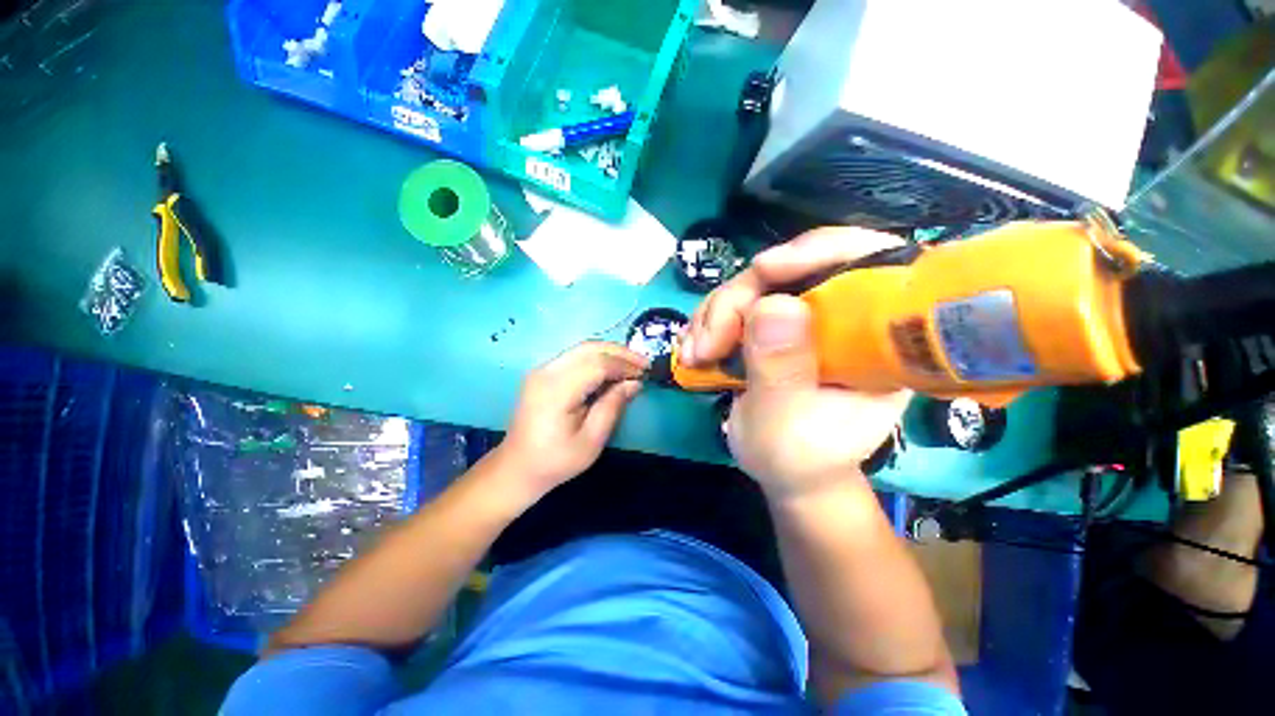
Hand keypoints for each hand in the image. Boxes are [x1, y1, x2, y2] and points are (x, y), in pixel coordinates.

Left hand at [494, 341, 648, 500]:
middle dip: (620, 353)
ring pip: (582, 349)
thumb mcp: (591, 440)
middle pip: (589, 349)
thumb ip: (613, 406)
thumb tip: (635, 382)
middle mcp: (546, 372)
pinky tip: (611, 370)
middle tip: (643, 364)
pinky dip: (597, 359)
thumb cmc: (556, 461)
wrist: (517, 467)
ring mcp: (542, 370)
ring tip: (632, 365)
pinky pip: (575, 357)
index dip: (624, 366)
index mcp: (557, 391)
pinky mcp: (543, 373)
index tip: (645, 373)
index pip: (597, 365)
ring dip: (609, 354)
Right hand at [681, 228, 911, 498]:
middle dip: (737, 300)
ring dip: (714, 315)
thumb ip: (781, 369)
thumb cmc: (798, 457)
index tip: (764, 269)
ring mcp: (803, 318)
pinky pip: (734, 304)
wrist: (784, 469)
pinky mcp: (773, 325)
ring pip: (753, 285)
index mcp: (874, 340)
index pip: (870, 263)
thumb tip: (772, 304)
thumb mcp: (787, 422)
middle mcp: (842, 318)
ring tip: (695, 357)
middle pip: (791, 269)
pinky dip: (707, 322)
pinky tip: (694, 350)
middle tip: (707, 345)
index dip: (820, 250)